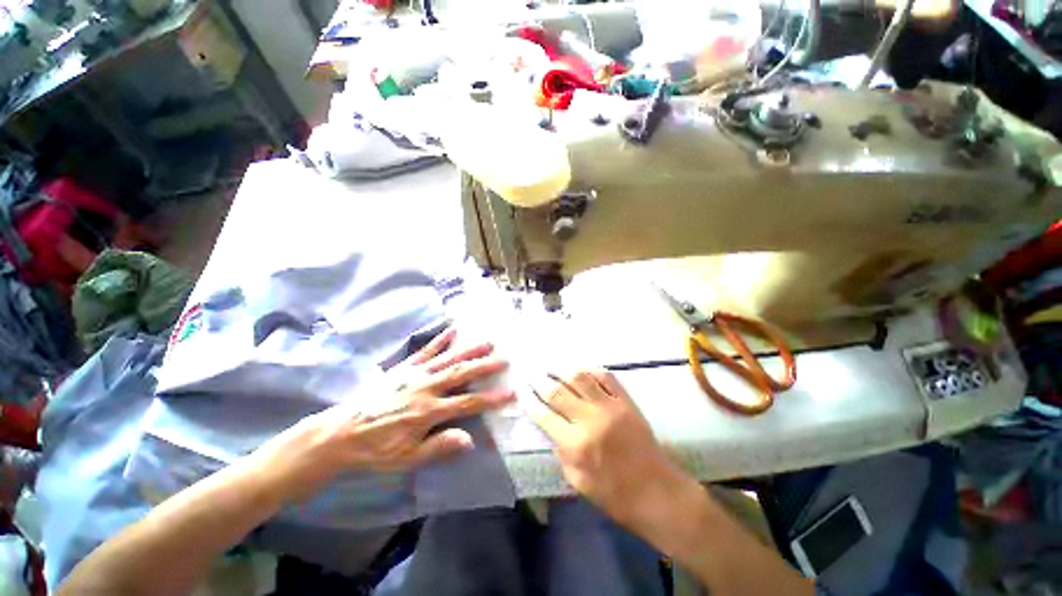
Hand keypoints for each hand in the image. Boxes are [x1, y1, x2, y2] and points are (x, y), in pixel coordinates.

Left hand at [256, 327, 514, 501]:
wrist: (339, 433)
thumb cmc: (375, 449)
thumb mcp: (406, 459)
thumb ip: (438, 448)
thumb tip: (469, 439)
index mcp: (428, 412)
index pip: (467, 404)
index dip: (491, 399)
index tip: (511, 393)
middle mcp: (425, 388)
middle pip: (461, 374)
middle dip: (485, 366)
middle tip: (505, 357)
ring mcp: (414, 375)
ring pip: (447, 359)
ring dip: (469, 349)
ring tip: (487, 340)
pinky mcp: (404, 368)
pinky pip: (425, 351)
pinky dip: (440, 340)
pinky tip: (452, 329)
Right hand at [531, 370, 691, 528]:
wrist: (656, 491)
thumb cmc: (614, 494)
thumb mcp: (577, 482)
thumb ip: (561, 453)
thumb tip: (552, 430)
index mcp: (576, 444)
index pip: (544, 416)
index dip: (529, 401)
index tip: (521, 391)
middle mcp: (590, 420)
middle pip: (558, 392)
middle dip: (540, 382)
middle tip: (531, 374)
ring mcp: (610, 406)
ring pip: (580, 378)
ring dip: (562, 370)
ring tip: (552, 367)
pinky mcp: (626, 401)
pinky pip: (606, 377)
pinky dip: (591, 369)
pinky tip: (580, 369)